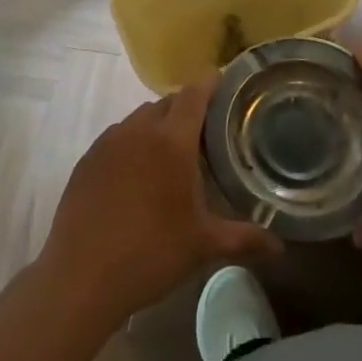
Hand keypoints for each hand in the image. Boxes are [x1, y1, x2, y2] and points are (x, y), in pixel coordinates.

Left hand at [39, 73, 281, 327]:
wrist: (81, 277)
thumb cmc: (150, 254)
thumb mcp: (203, 246)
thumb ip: (244, 238)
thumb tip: (280, 246)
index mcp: (171, 141)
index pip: (195, 94)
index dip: (211, 83)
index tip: (227, 83)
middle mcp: (138, 130)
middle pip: (168, 103)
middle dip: (189, 109)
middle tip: (208, 131)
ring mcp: (108, 142)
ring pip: (141, 118)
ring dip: (160, 125)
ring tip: (174, 154)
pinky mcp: (88, 159)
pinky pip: (118, 136)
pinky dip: (134, 143)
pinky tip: (139, 174)